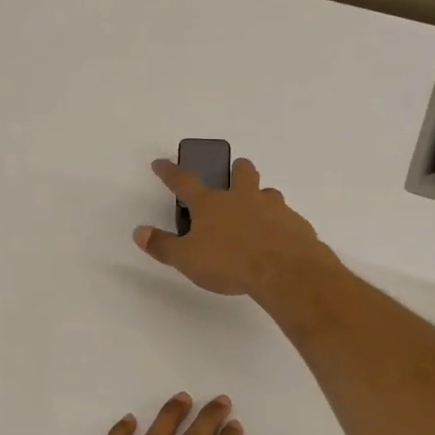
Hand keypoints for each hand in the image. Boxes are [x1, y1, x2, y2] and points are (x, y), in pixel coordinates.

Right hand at [134, 157, 330, 299]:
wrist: (284, 271)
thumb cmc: (229, 262)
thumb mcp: (187, 259)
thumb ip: (163, 245)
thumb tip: (139, 232)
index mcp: (211, 204)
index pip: (184, 182)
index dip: (170, 172)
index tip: (161, 163)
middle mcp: (243, 198)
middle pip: (241, 173)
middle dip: (236, 169)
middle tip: (234, 171)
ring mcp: (273, 208)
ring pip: (268, 193)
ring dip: (261, 196)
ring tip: (258, 209)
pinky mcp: (296, 224)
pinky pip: (286, 218)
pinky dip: (280, 223)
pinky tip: (278, 239)